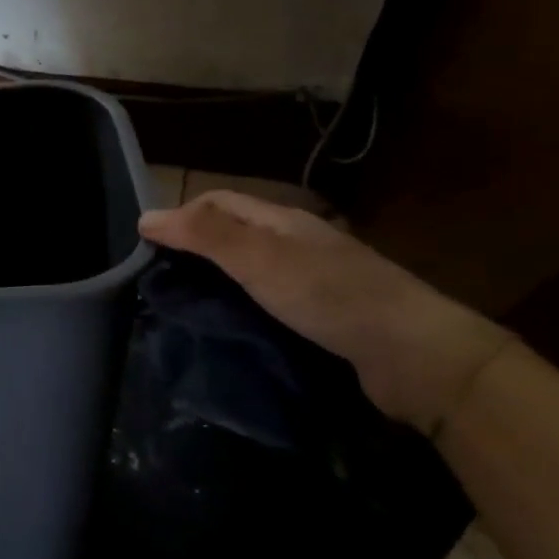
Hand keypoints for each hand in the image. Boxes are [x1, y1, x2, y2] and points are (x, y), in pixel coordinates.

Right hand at [138, 191, 512, 433]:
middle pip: (232, 235)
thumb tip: (145, 216)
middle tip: (156, 283)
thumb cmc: (330, 296)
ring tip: (180, 308)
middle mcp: (295, 244)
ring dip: (214, 282)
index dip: (180, 217)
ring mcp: (311, 281)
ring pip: (248, 270)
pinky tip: (227, 328)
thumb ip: (205, 236)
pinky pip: (265, 301)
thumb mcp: (259, 258)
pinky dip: (238, 308)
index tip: (144, 251)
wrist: (414, 356)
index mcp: (282, 222)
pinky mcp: (321, 316)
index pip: (218, 203)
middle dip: (192, 250)